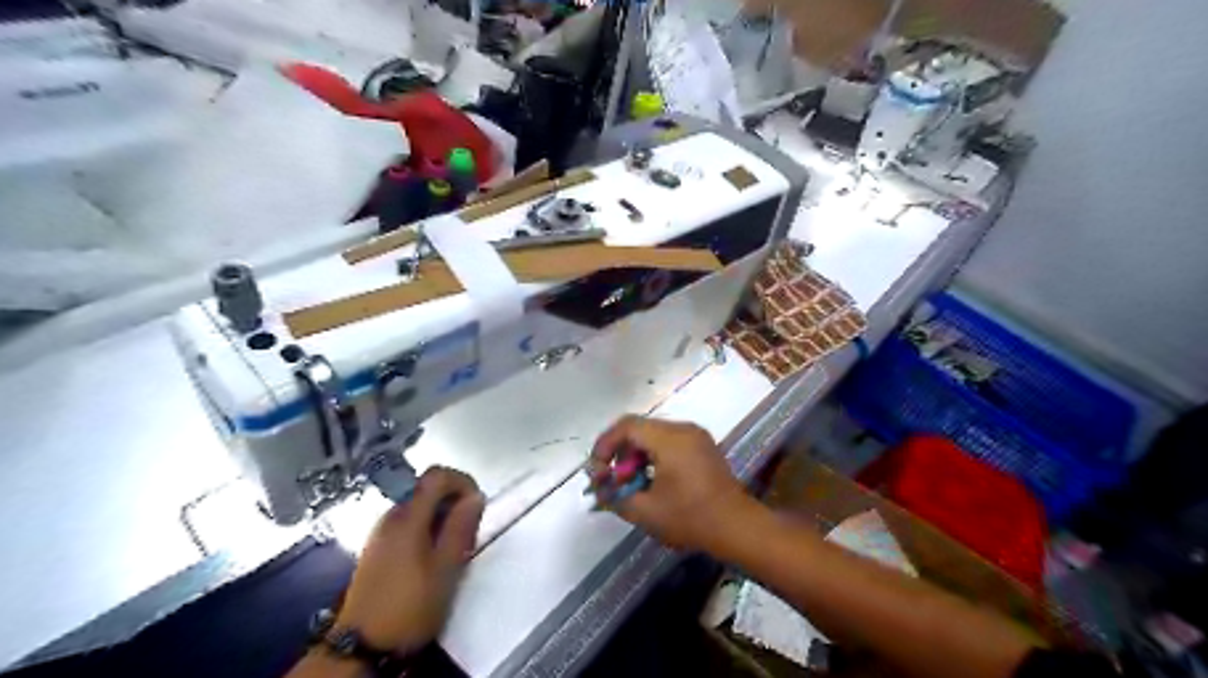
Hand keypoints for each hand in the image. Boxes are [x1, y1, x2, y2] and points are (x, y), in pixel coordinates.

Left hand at [334, 466, 483, 651]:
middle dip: (454, 502)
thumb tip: (476, 496)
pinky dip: (427, 530)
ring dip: (442, 518)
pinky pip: (408, 524)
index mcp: (408, 517)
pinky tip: (433, 559)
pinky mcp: (377, 550)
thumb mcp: (446, 568)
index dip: (462, 481)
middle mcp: (391, 518)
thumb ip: (461, 528)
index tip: (477, 504)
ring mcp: (381, 533)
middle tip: (469, 533)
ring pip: (419, 508)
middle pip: (427, 490)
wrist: (362, 647)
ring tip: (454, 550)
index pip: (436, 475)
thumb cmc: (410, 606)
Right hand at [588, 416, 752, 552]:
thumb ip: (615, 496)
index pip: (627, 426)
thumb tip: (598, 488)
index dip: (605, 444)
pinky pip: (669, 440)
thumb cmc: (690, 518)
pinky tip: (652, 479)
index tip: (597, 469)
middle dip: (620, 451)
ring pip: (654, 434)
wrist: (737, 526)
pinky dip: (654, 455)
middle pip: (640, 428)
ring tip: (631, 482)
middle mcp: (683, 429)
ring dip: (637, 454)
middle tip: (613, 479)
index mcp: (669, 439)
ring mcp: (695, 435)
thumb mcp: (646, 512)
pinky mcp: (702, 445)